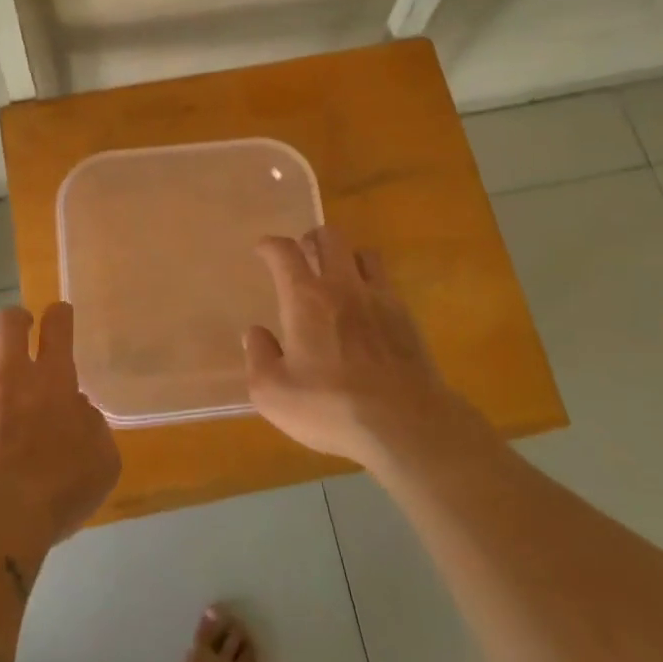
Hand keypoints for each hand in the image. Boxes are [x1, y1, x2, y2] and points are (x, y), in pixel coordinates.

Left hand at [0, 303, 121, 552]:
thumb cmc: (58, 491)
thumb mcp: (103, 460)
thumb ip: (93, 425)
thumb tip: (76, 408)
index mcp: (53, 378)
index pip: (57, 325)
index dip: (60, 314)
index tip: (60, 315)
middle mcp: (11, 374)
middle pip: (10, 321)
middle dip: (19, 320)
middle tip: (25, 334)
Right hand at [244, 227, 457, 467]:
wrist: (405, 424)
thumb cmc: (331, 408)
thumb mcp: (273, 393)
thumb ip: (259, 356)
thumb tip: (255, 333)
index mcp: (305, 299)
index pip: (284, 252)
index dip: (270, 245)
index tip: (263, 249)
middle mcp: (343, 287)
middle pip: (330, 237)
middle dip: (312, 239)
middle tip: (303, 256)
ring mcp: (380, 299)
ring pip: (364, 253)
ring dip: (346, 257)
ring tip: (338, 276)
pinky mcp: (407, 318)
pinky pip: (386, 283)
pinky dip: (371, 285)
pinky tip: (366, 309)